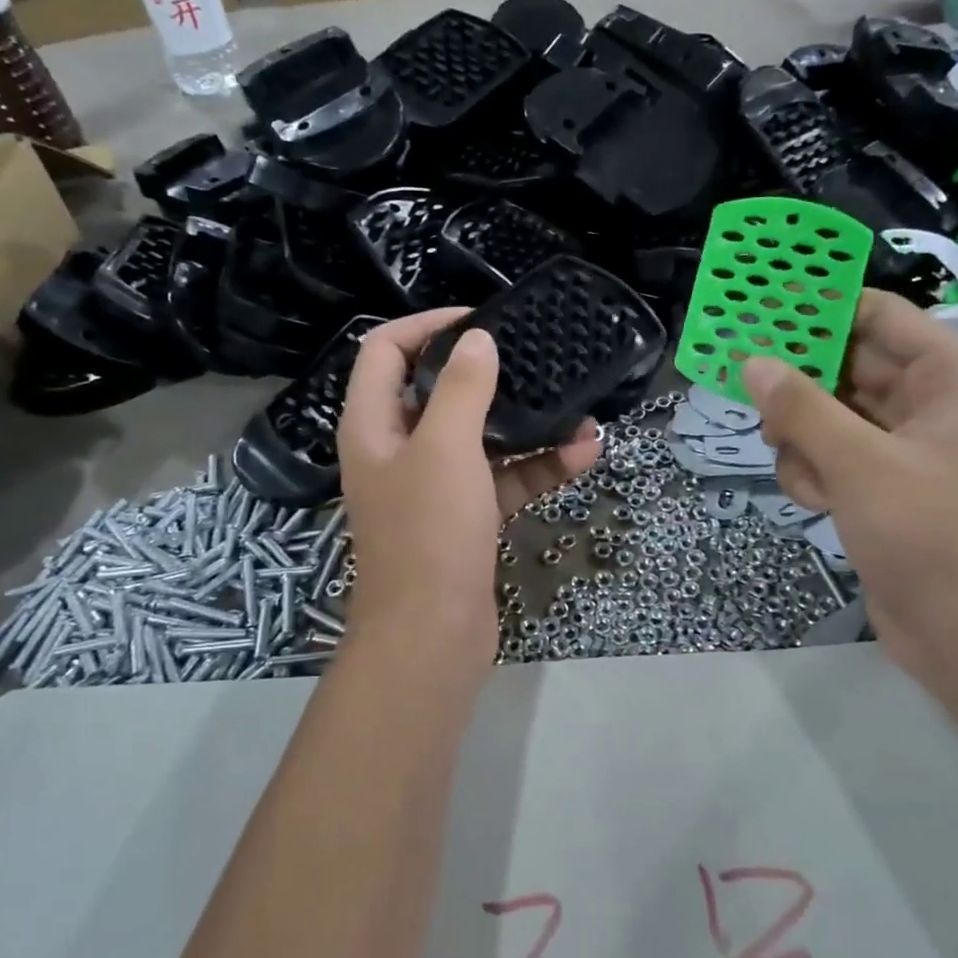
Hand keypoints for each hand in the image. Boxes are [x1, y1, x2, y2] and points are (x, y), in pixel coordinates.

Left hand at [338, 309, 600, 658]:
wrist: (433, 636)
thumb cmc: (428, 532)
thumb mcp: (446, 448)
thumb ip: (462, 387)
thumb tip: (476, 339)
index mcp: (372, 425)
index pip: (385, 351)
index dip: (425, 326)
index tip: (477, 321)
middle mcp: (397, 450)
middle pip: (436, 392)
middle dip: (486, 374)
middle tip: (532, 357)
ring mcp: (432, 487)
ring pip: (478, 438)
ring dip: (525, 424)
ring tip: (578, 410)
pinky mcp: (464, 518)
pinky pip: (501, 478)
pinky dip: (536, 466)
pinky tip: (584, 455)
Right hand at [739, 291, 957, 656]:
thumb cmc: (929, 535)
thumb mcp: (858, 464)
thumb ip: (801, 408)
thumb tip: (752, 362)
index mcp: (951, 377)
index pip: (877, 315)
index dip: (819, 307)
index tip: (761, 308)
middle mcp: (933, 401)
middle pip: (848, 365)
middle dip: (801, 385)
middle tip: (748, 384)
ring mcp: (910, 444)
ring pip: (833, 412)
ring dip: (804, 436)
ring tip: (799, 466)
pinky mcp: (889, 481)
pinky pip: (836, 452)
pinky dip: (817, 469)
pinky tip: (817, 500)